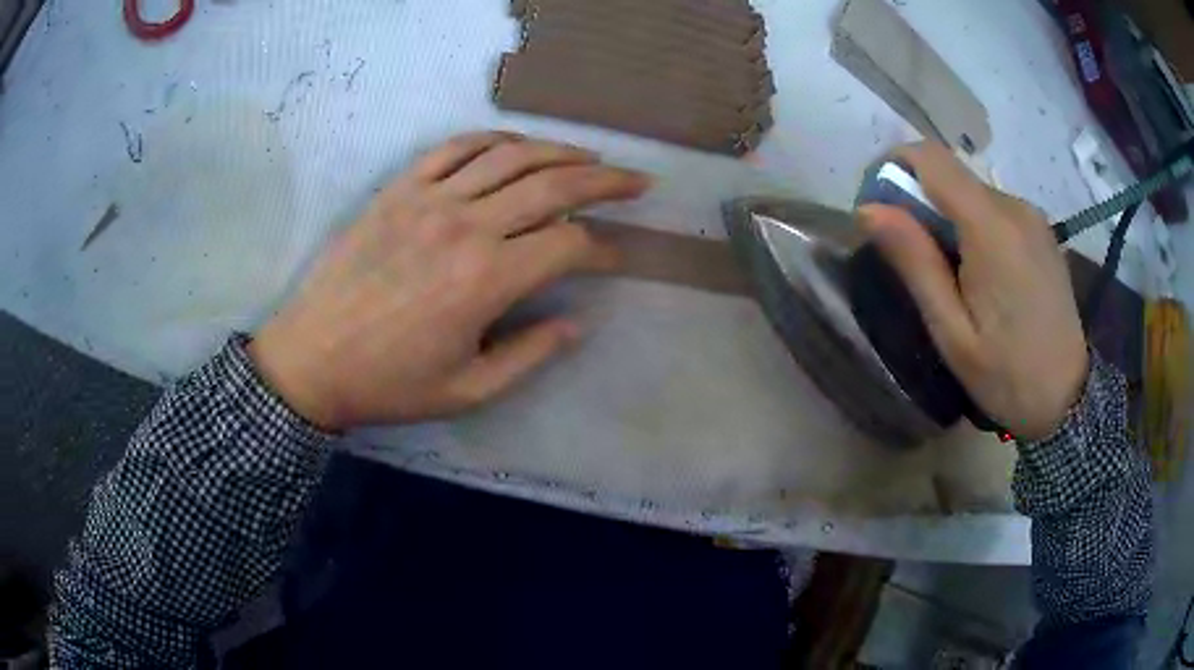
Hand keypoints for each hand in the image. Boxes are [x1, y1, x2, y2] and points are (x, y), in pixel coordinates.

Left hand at [249, 132, 649, 430]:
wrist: (311, 360)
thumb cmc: (390, 384)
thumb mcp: (468, 390)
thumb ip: (531, 354)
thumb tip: (580, 323)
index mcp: (487, 280)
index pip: (570, 244)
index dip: (605, 249)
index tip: (619, 257)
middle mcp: (466, 226)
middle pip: (554, 185)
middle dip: (606, 181)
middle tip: (637, 181)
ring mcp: (429, 199)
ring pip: (510, 156)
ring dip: (559, 151)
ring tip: (590, 156)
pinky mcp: (399, 189)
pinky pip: (454, 148)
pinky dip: (494, 139)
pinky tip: (517, 145)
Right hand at [859, 142, 1087, 440]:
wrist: (1067, 398)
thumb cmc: (1006, 375)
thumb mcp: (951, 331)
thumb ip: (915, 262)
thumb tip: (868, 209)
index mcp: (991, 227)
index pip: (930, 157)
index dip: (893, 167)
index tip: (877, 207)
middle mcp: (1014, 205)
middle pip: (950, 174)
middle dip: (919, 202)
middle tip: (912, 260)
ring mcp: (1031, 216)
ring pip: (971, 192)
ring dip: (947, 217)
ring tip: (949, 276)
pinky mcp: (1040, 229)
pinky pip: (993, 208)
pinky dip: (972, 226)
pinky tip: (979, 275)